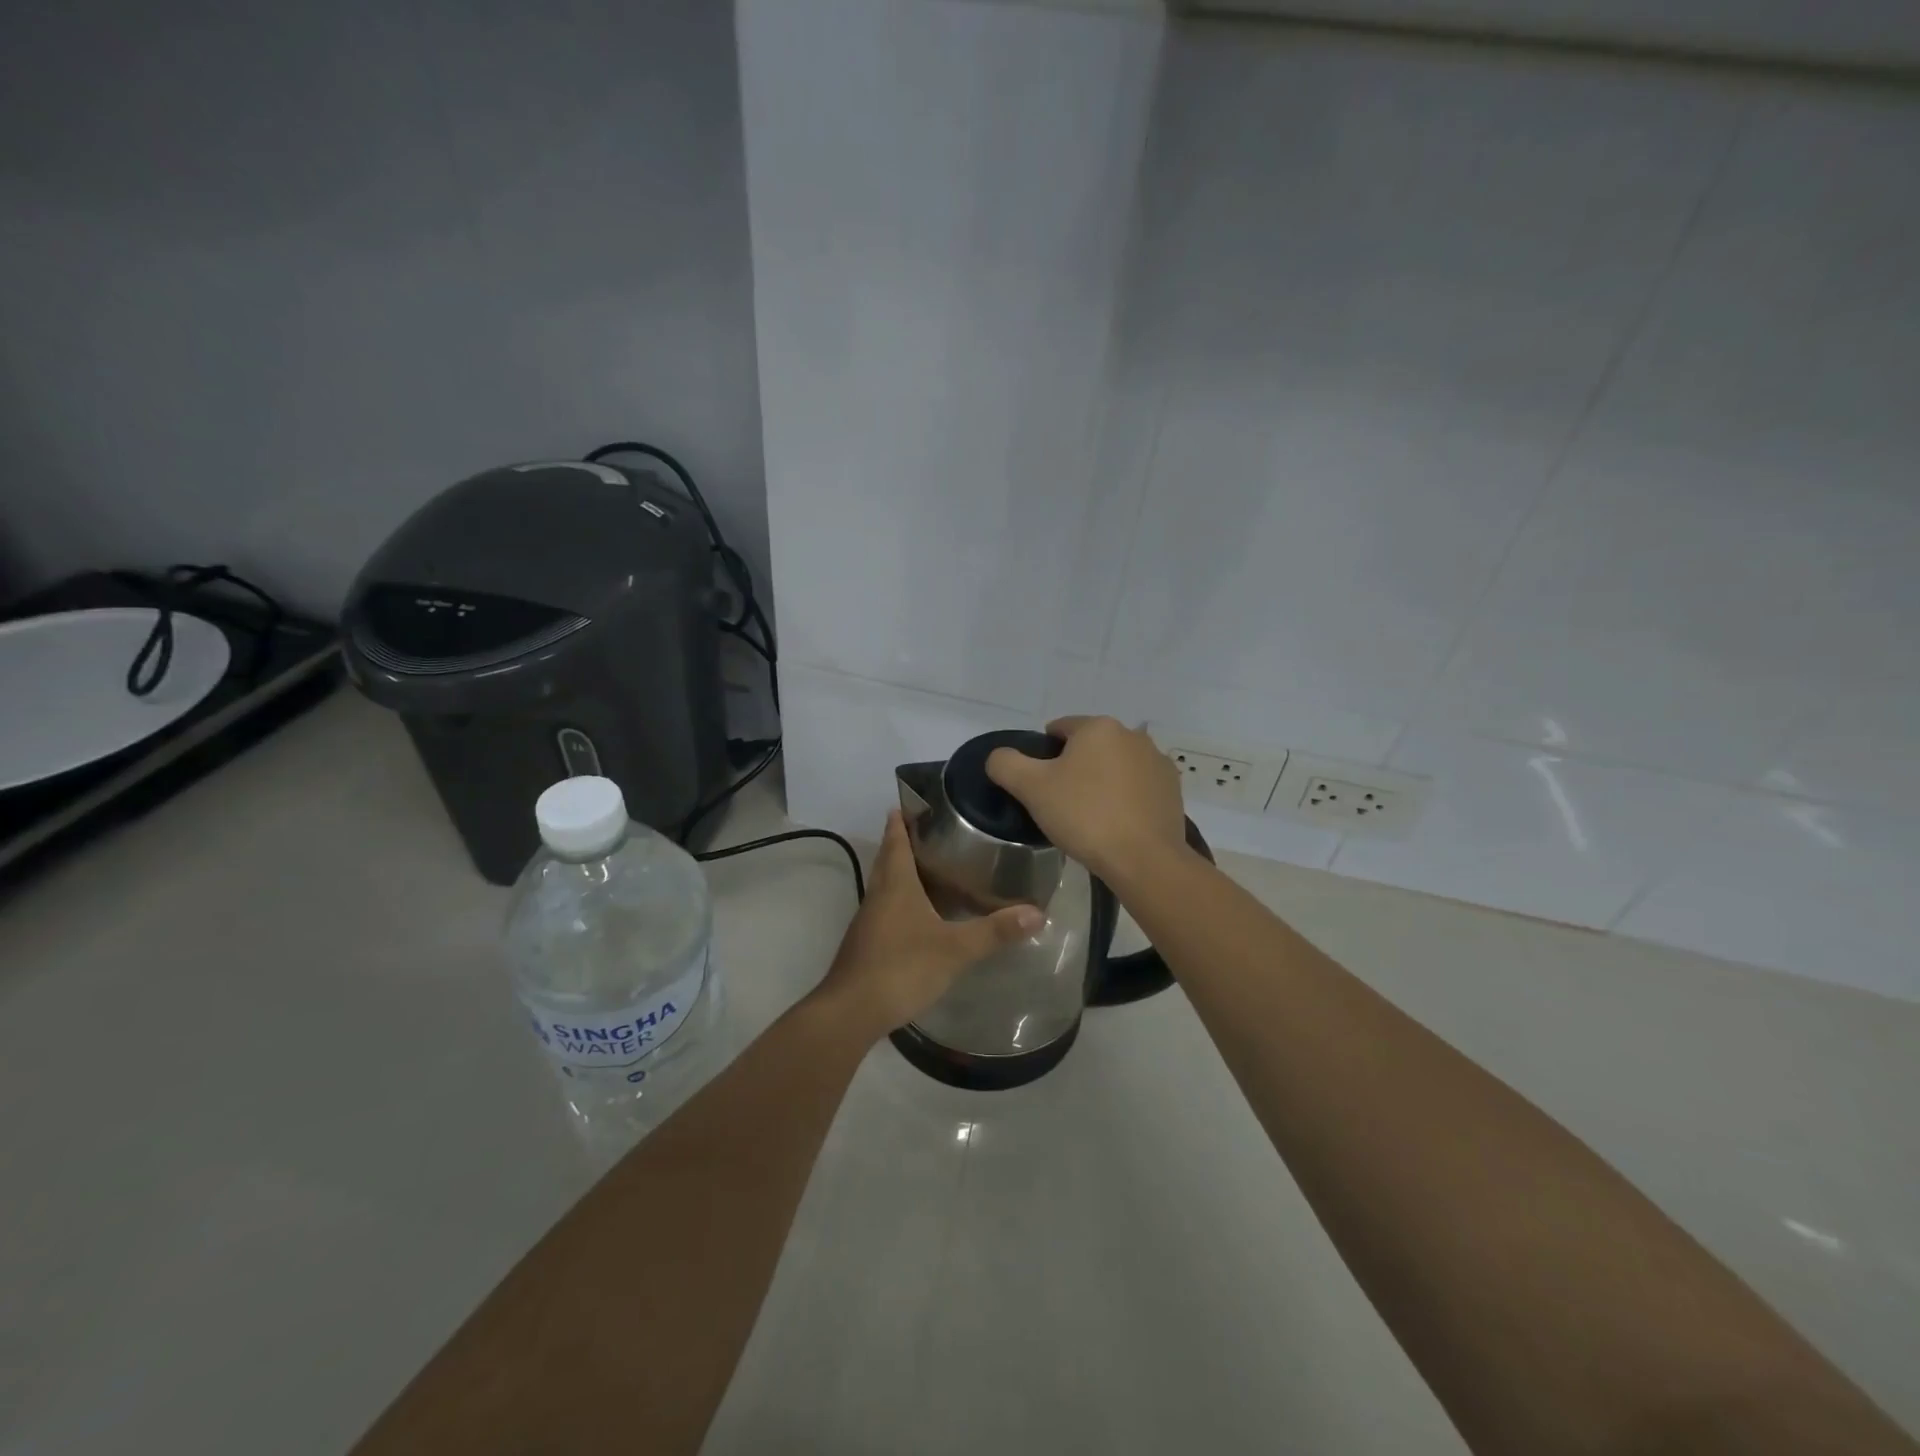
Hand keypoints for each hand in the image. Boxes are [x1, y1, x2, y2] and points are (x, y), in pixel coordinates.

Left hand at [811, 810, 1043, 1039]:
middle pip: (888, 859)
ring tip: (931, 868)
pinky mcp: (867, 944)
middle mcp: (878, 895)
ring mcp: (869, 921)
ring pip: (885, 885)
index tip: (910, 802)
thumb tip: (1037, 912)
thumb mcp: (955, 950)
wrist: (851, 1011)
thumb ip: (994, 931)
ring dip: (902, 872)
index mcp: (896, 885)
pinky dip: (900, 901)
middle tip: (930, 831)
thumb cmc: (902, 967)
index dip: (902, 821)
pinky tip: (919, 915)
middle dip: (903, 842)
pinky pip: (885, 910)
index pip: (896, 841)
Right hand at [985, 716, 1187, 881]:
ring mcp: (1157, 762)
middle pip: (1090, 746)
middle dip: (1075, 767)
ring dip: (1102, 781)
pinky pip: (1138, 787)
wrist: (1143, 859)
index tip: (1038, 783)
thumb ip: (1006, 764)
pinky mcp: (1173, 790)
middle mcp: (1133, 735)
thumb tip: (999, 756)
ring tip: (1090, 816)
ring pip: (1116, 766)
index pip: (1060, 728)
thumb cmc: (1084, 816)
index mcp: (1098, 727)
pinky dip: (1125, 798)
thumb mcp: (1031, 788)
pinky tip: (1117, 824)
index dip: (1043, 753)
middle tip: (1060, 802)